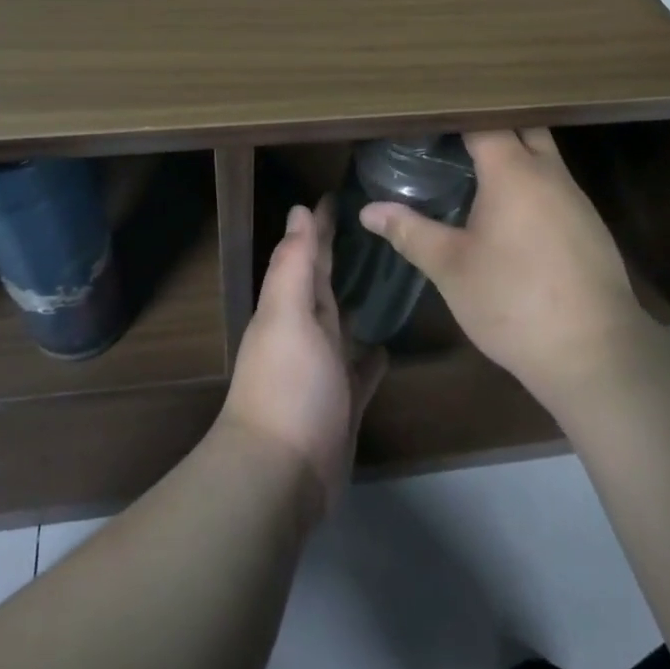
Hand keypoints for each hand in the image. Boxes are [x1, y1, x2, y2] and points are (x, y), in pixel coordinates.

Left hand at [221, 200, 386, 523]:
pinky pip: (360, 371)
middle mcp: (306, 333)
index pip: (309, 255)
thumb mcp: (287, 316)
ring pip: (344, 325)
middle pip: (326, 285)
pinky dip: (371, 356)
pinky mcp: (344, 404)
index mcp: (292, 308)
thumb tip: (298, 210)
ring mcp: (325, 370)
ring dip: (358, 302)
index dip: (319, 226)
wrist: (281, 474)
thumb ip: (294, 265)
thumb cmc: (287, 385)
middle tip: (373, 227)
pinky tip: (387, 344)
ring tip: (389, 277)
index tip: (337, 195)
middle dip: (341, 256)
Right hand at [360, 129, 648, 406]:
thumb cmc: (513, 301)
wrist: (594, 352)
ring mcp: (576, 198)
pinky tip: (510, 212)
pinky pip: (555, 185)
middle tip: (449, 138)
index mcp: (513, 171)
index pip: (483, 119)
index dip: (454, 114)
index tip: (426, 118)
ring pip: (543, 156)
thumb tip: (368, 211)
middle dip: (488, 125)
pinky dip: (531, 183)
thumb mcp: (451, 268)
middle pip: (521, 126)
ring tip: (472, 168)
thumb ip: (410, 232)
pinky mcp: (589, 225)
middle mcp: (549, 172)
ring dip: (513, 154)